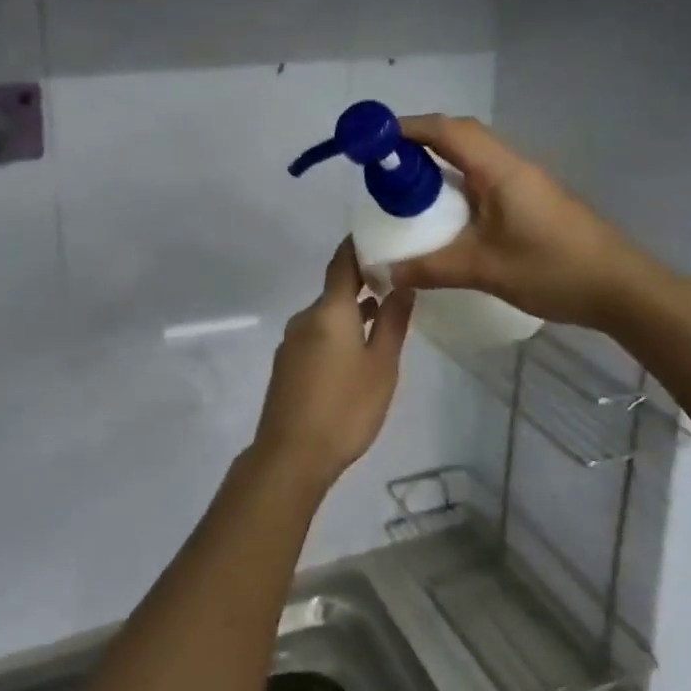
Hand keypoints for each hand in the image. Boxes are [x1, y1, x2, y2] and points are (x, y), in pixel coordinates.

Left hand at [252, 240, 415, 492]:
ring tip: (384, 317)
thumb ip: (393, 323)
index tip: (380, 236)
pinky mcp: (287, 365)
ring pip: (327, 316)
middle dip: (363, 284)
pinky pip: (316, 335)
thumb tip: (403, 285)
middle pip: (335, 290)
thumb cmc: (345, 407)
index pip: (342, 262)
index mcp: (329, 310)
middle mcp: (305, 318)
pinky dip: (338, 332)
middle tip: (396, 282)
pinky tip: (357, 352)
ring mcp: (292, 341)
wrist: (291, 454)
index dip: (358, 246)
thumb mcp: (381, 365)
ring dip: (352, 312)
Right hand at [388, 115, 654, 329]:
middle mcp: (511, 166)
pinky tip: (445, 214)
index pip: (446, 130)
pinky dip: (456, 183)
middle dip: (418, 142)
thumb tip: (382, 273)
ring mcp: (524, 182)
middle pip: (458, 136)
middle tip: (383, 167)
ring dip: (439, 162)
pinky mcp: (531, 200)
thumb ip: (429, 269)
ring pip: (473, 156)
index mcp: (499, 170)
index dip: (406, 128)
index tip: (372, 140)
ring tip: (406, 188)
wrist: (622, 288)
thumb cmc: (553, 269)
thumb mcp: (484, 270)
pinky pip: (484, 178)